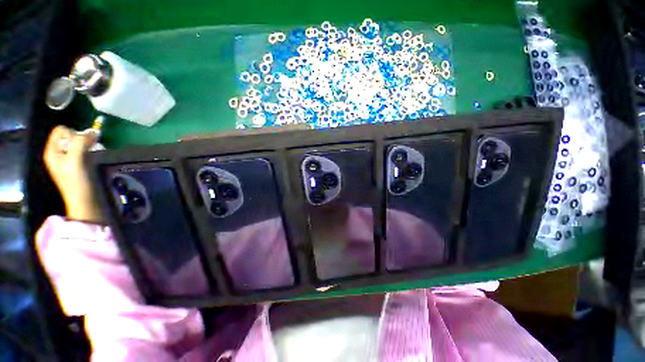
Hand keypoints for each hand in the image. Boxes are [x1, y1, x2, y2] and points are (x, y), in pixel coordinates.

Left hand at [44, 125, 102, 222]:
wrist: (85, 200)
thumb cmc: (76, 181)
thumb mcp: (75, 160)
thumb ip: (80, 143)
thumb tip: (92, 132)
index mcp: (52, 151)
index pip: (61, 130)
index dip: (73, 133)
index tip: (82, 143)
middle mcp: (58, 152)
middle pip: (70, 135)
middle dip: (81, 138)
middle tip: (89, 147)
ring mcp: (68, 158)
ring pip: (77, 142)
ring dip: (87, 144)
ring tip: (93, 151)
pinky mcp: (78, 163)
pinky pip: (83, 150)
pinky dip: (90, 149)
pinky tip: (94, 155)